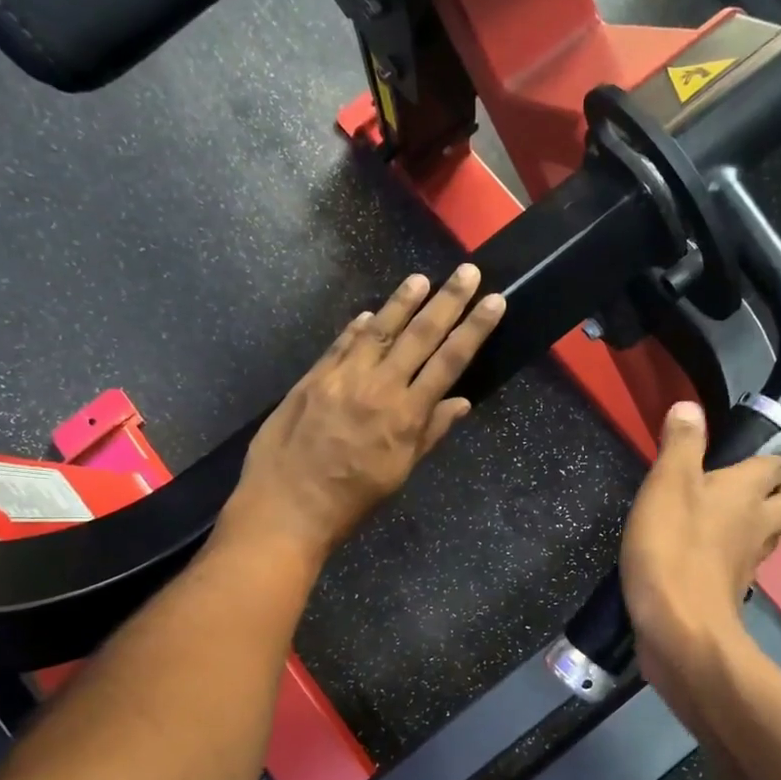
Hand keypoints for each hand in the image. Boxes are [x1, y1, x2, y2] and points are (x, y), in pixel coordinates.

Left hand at [218, 265, 504, 564]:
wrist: (286, 508)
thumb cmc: (351, 500)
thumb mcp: (399, 473)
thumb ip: (429, 433)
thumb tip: (460, 403)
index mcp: (406, 415)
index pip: (449, 361)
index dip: (474, 328)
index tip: (494, 300)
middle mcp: (378, 387)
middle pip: (419, 335)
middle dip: (447, 301)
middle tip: (467, 271)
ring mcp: (341, 378)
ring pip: (378, 330)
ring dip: (402, 302)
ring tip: (421, 279)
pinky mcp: (312, 379)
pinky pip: (340, 345)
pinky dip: (356, 327)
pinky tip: (368, 312)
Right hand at [619, 401, 780, 679]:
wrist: (679, 628)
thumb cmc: (673, 547)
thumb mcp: (667, 484)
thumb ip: (681, 444)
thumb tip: (691, 406)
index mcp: (746, 492)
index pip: (779, 467)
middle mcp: (757, 525)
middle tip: (761, 485)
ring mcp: (747, 563)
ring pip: (770, 536)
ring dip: (762, 523)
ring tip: (739, 516)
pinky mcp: (729, 591)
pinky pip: (744, 564)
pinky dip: (736, 554)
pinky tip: (713, 554)